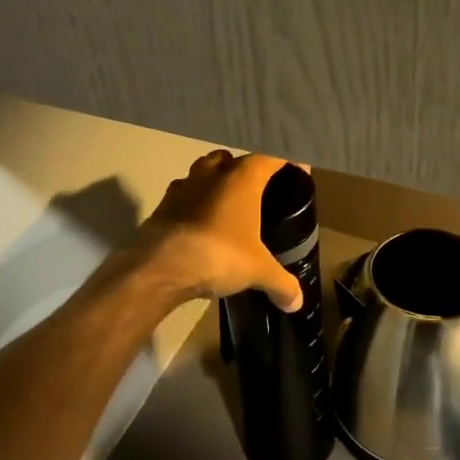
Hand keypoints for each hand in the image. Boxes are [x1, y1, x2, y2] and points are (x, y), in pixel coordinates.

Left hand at [135, 151, 305, 312]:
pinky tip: (199, 222)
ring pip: (204, 170)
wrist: (161, 266)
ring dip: (216, 181)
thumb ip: (281, 283)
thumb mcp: (258, 271)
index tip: (298, 172)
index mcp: (242, 178)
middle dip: (247, 169)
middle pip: (234, 158)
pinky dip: (193, 202)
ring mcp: (184, 185)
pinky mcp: (163, 204)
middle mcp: (213, 172)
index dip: (288, 160)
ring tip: (228, 205)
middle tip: (259, 192)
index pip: (271, 155)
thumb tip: (297, 303)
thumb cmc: (219, 255)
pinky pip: (183, 193)